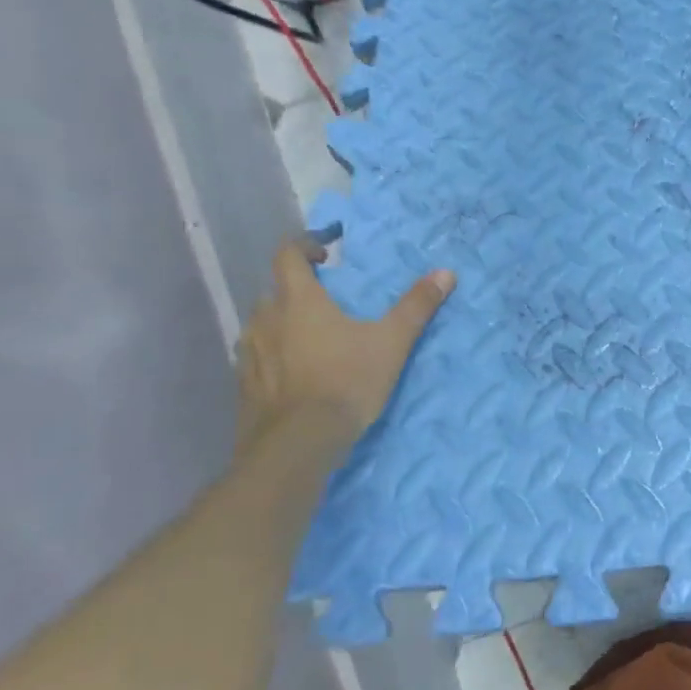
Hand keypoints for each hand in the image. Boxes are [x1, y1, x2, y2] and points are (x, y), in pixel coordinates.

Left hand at [235, 239, 454, 451]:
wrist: (298, 444)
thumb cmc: (346, 382)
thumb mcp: (392, 342)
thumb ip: (416, 306)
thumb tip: (446, 273)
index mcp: (298, 300)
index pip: (288, 254)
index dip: (306, 245)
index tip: (328, 251)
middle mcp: (265, 318)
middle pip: (276, 290)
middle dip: (299, 289)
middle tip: (328, 300)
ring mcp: (249, 353)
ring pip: (264, 324)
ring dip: (284, 322)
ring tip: (313, 338)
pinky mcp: (244, 385)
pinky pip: (258, 356)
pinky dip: (275, 355)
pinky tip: (296, 373)